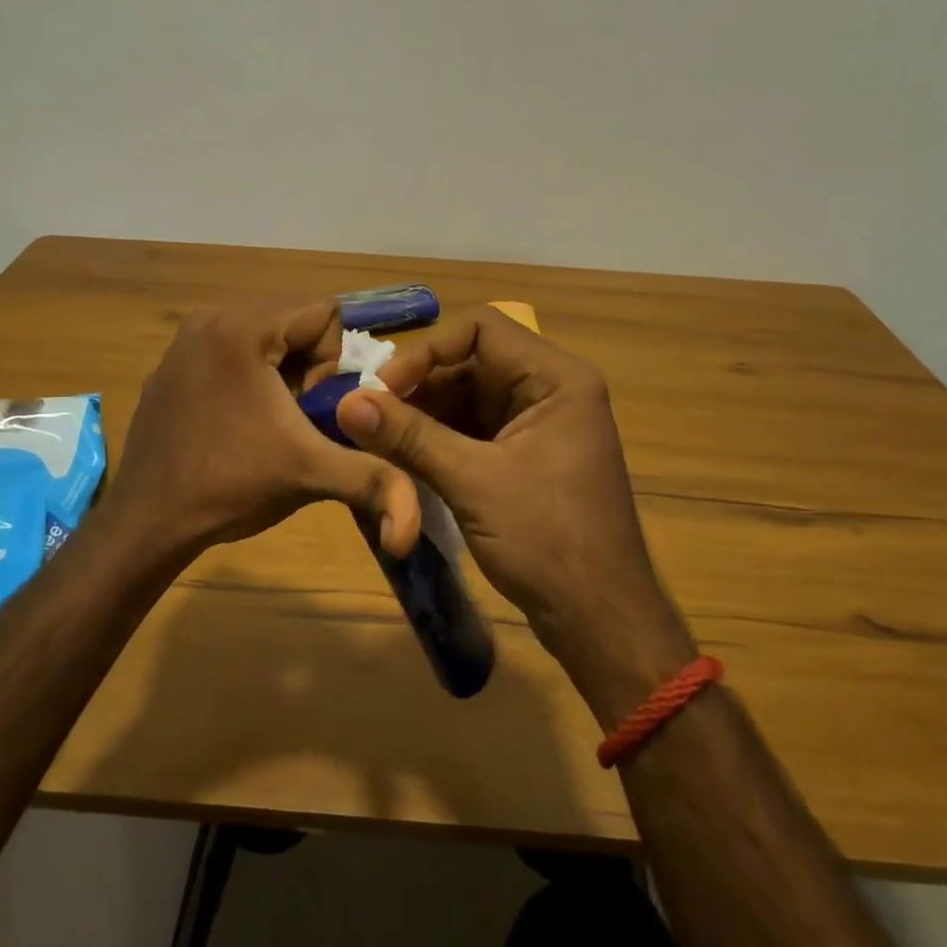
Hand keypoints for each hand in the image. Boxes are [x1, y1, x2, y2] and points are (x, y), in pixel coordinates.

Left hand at [104, 302, 421, 566]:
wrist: (146, 522)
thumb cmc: (229, 486)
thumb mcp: (311, 475)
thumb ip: (375, 481)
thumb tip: (415, 530)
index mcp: (242, 326)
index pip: (325, 313)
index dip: (333, 365)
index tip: (309, 412)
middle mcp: (210, 319)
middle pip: (295, 322)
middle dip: (309, 370)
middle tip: (293, 421)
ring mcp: (184, 341)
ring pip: (266, 338)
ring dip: (282, 376)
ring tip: (268, 425)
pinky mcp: (171, 365)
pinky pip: (233, 352)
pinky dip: (250, 380)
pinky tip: (237, 427)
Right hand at [334, 307, 693, 722]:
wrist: (599, 618)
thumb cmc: (548, 541)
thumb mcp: (472, 482)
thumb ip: (409, 436)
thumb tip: (347, 402)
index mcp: (556, 378)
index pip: (481, 328)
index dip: (427, 350)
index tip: (383, 386)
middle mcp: (551, 390)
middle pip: (473, 361)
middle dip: (420, 385)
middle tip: (369, 413)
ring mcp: (540, 424)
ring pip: (469, 396)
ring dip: (424, 412)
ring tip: (377, 435)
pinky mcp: (527, 456)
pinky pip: (475, 429)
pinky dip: (439, 437)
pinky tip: (403, 454)